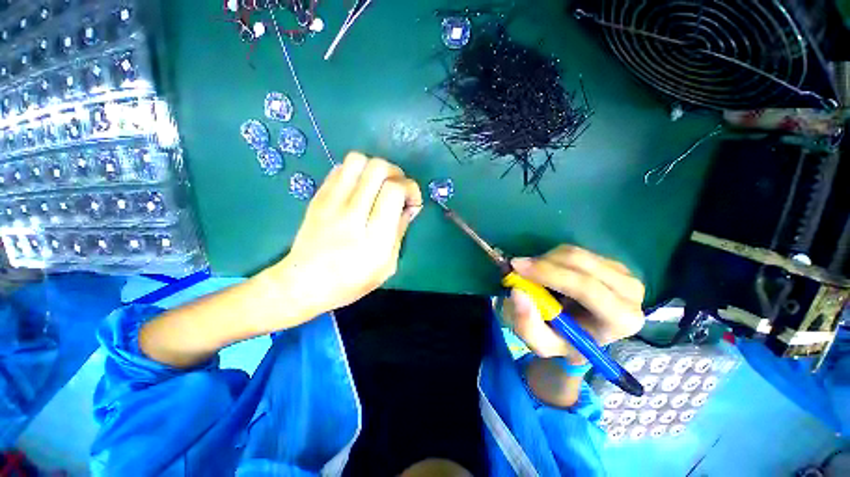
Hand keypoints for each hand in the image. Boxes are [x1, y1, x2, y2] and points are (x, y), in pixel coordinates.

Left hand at [270, 152, 422, 319]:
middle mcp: (352, 214)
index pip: (394, 190)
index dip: (410, 188)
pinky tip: (359, 189)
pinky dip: (356, 172)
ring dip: (374, 168)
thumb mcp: (387, 266)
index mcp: (374, 237)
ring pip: (357, 160)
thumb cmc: (351, 282)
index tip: (411, 200)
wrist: (303, 284)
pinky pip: (340, 168)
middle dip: (395, 173)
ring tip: (378, 185)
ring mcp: (330, 202)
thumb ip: (400, 232)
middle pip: (377, 168)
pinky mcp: (318, 197)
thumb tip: (409, 206)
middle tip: (397, 189)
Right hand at [502, 245, 645, 363]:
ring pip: (575, 253)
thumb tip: (517, 292)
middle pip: (580, 263)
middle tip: (517, 267)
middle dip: (543, 263)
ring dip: (546, 260)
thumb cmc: (564, 341)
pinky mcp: (612, 263)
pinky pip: (575, 251)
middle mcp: (630, 293)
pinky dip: (553, 257)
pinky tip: (548, 272)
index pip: (585, 287)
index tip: (517, 267)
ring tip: (534, 276)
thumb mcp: (541, 344)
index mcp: (620, 320)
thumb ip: (527, 324)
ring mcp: (624, 274)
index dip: (548, 273)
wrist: (581, 333)